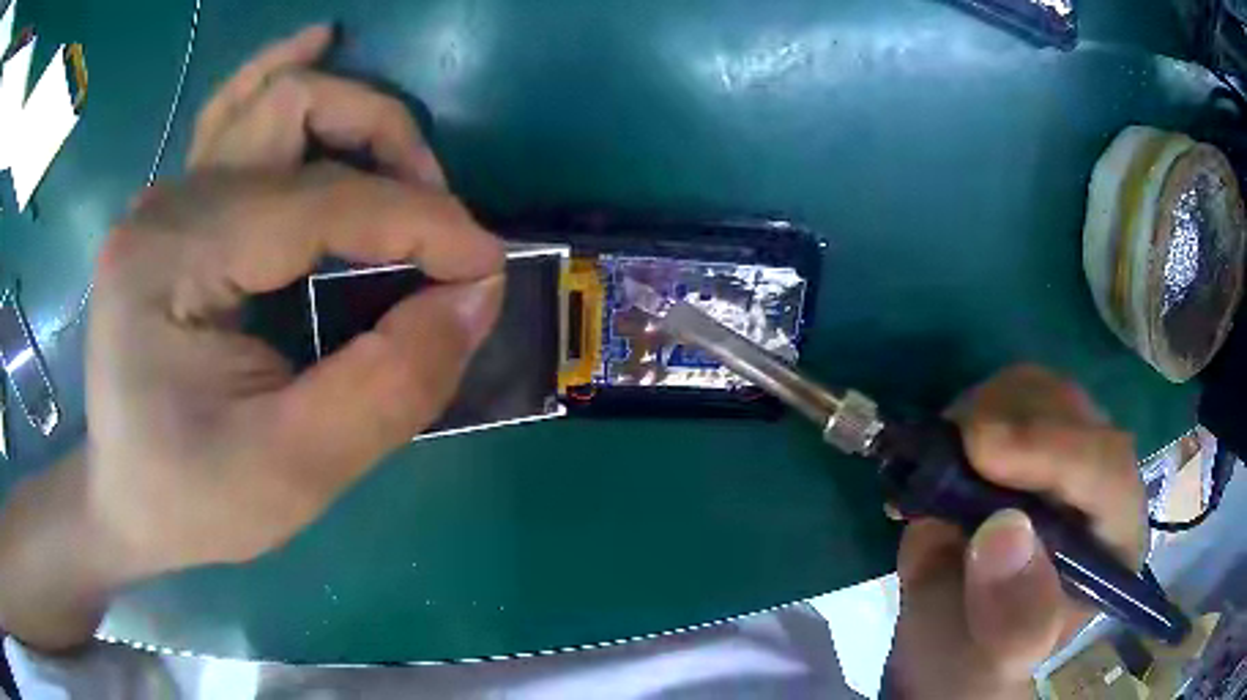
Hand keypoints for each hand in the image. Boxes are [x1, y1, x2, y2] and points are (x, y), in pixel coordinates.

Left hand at [0, 26, 503, 649]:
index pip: (319, 203)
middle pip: (296, 113)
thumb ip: (391, 384)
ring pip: (272, 99)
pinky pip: (234, 113)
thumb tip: (476, 294)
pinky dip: (285, 73)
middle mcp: (165, 205)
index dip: (420, 224)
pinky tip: (320, 45)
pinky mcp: (175, 210)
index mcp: (172, 261)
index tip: (487, 268)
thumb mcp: (295, 472)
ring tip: (405, 161)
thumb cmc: (193, 500)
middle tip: (438, 227)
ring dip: (353, 114)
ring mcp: (166, 198)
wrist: (126, 503)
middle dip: (388, 151)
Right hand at [884, 365, 1147, 698]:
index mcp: (1113, 542)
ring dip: (985, 409)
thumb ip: (1011, 617)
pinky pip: (1004, 396)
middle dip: (1012, 420)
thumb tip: (1005, 531)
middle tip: (950, 448)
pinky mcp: (1025, 441)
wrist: (950, 642)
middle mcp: (1100, 485)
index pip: (1107, 473)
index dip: (1053, 452)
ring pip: (1041, 390)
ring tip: (941, 461)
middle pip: (1076, 414)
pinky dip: (967, 411)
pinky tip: (941, 454)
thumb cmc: (978, 660)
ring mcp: (1063, 455)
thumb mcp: (993, 661)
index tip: (982, 450)